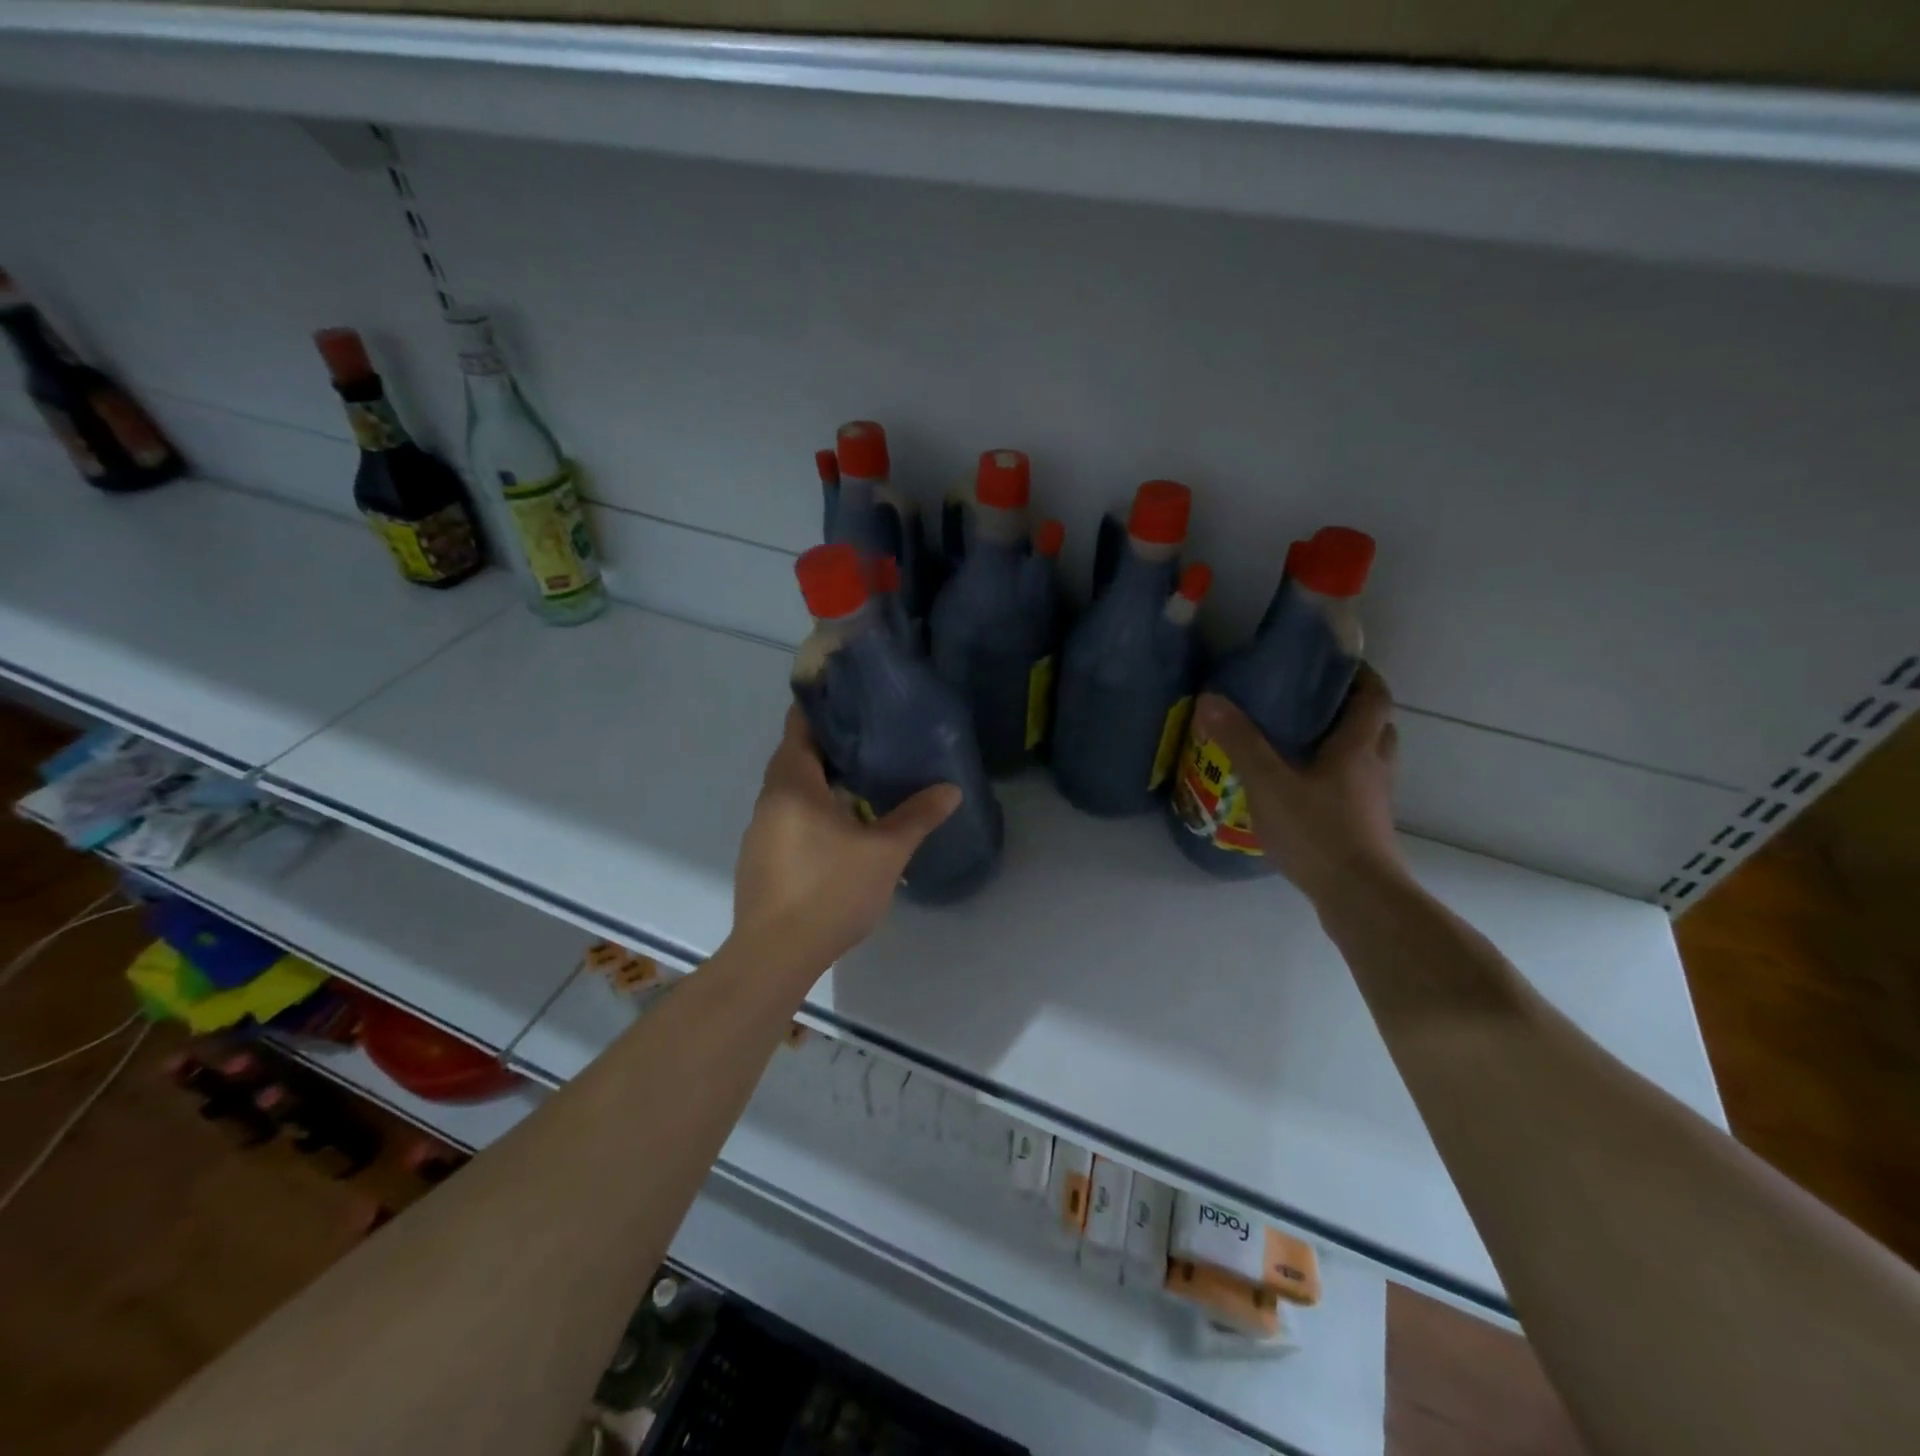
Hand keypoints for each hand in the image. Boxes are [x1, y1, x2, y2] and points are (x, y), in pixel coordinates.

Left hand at [730, 707, 960, 974]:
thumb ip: (917, 817)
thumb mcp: (885, 853)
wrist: (775, 956)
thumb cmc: (829, 892)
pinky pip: (787, 816)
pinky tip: (840, 827)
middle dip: (830, 745)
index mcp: (792, 785)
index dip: (822, 706)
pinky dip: (810, 809)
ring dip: (820, 780)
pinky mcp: (760, 858)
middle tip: (873, 738)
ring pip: (790, 790)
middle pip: (794, 756)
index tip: (852, 697)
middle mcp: (769, 800)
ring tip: (863, 778)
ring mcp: (759, 831)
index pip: (799, 726)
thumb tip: (951, 788)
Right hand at [1192, 665, 1406, 905]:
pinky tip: (1305, 790)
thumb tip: (1211, 698)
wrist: (1358, 896)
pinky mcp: (1366, 827)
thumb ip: (1240, 741)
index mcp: (1358, 747)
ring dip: (1348, 746)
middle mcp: (1374, 768)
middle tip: (1315, 704)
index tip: (1336, 664)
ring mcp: (1374, 800)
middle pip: (1376, 727)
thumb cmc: (1318, 831)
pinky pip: (1357, 789)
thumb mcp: (1269, 782)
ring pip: (1369, 760)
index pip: (1374, 697)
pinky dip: (1338, 779)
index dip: (1361, 675)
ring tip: (1306, 744)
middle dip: (1352, 710)